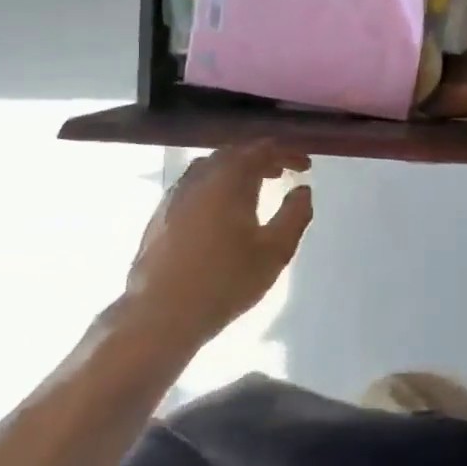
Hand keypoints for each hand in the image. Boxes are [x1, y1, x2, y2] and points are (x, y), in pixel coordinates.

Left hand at [118, 143, 313, 365]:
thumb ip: (295, 215)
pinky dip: (215, 184)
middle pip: (234, 153)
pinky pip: (194, 184)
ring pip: (210, 167)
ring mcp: (175, 195)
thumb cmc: (225, 281)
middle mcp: (200, 177)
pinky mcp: (159, 214)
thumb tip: (302, 189)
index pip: (262, 150)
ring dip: (236, 170)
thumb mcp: (275, 251)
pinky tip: (222, 209)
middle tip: (283, 172)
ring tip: (254, 187)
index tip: (306, 165)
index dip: (288, 153)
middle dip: (262, 158)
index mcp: (230, 179)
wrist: (159, 316)